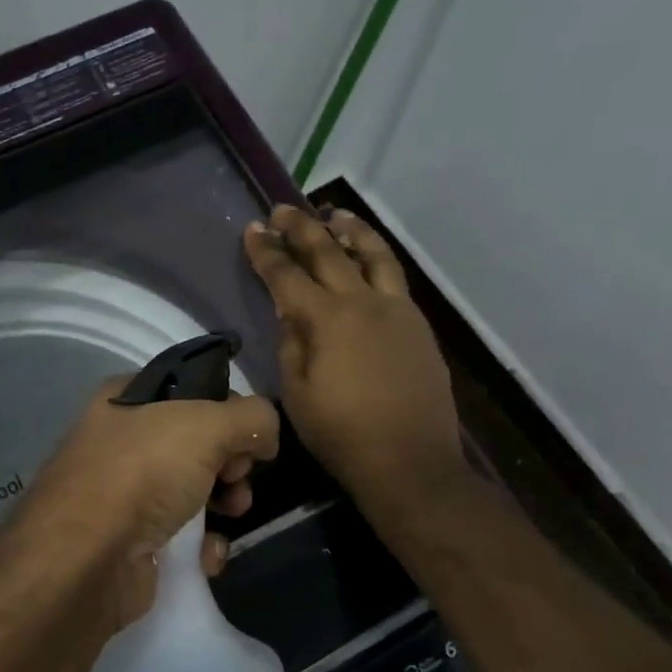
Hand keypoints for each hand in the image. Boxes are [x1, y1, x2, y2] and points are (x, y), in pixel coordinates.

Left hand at [0, 381, 280, 628]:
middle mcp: (119, 440)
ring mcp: (121, 492)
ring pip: (193, 488)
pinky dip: (201, 544)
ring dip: (224, 503)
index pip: (190, 389)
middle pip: (197, 442)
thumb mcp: (206, 425)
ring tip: (231, 515)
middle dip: (231, 462)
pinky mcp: (129, 540)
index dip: (226, 408)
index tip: (247, 434)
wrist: (85, 560)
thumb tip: (265, 433)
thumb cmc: (142, 473)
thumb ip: (250, 417)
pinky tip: (206, 555)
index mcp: (125, 399)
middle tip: (237, 478)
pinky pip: (180, 533)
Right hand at [243, 204, 463, 509]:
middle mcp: (363, 303)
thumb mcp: (296, 393)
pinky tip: (369, 261)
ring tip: (337, 215)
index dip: (266, 252)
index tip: (253, 229)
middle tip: (283, 210)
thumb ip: (291, 344)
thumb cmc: (341, 434)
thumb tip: (293, 315)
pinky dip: (377, 259)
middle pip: (329, 252)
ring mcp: (397, 311)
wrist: (409, 462)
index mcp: (326, 320)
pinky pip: (395, 279)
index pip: (287, 275)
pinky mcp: (418, 326)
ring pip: (374, 255)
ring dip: (351, 231)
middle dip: (302, 228)